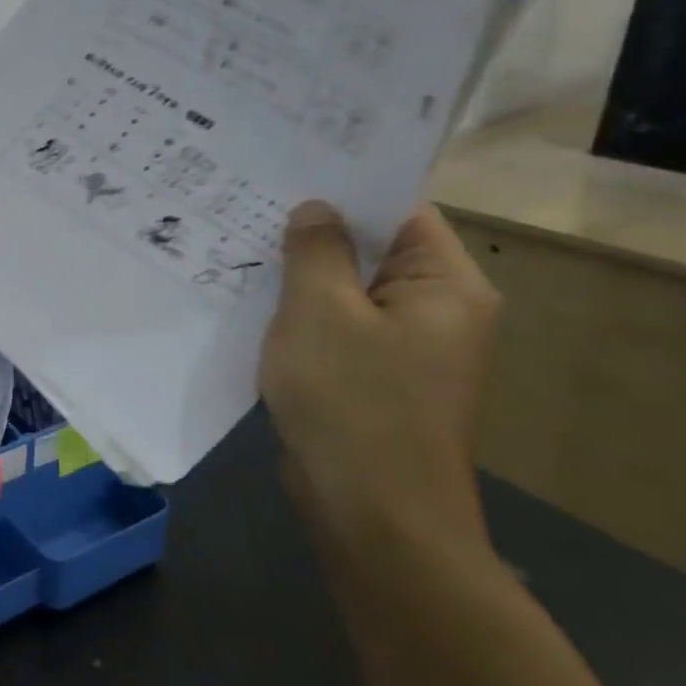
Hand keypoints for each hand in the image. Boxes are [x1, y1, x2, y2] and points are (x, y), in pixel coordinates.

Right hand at [258, 201, 500, 562]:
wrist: (373, 517)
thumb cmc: (353, 402)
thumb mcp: (321, 311)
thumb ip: (316, 249)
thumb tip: (316, 208)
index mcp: (446, 286)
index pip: (400, 211)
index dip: (345, 187)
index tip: (286, 169)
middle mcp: (437, 311)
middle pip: (372, 250)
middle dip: (313, 231)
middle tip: (247, 203)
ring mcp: (406, 350)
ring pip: (348, 291)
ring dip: (301, 274)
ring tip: (239, 244)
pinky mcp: (375, 379)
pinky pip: (337, 328)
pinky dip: (301, 314)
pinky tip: (252, 302)